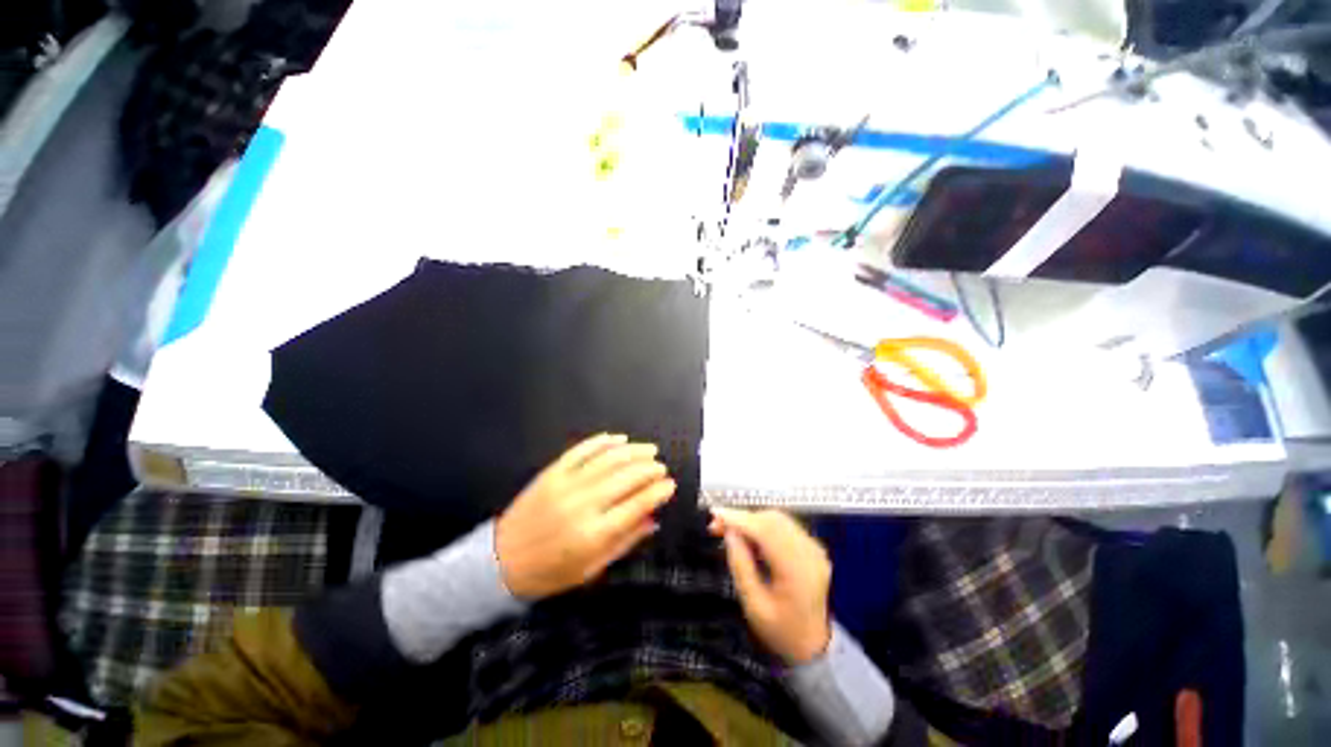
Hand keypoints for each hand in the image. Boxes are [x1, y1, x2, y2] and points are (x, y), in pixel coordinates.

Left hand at [496, 433, 675, 598]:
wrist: (500, 561)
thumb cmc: (550, 572)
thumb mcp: (591, 569)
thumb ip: (625, 542)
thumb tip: (653, 520)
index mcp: (593, 534)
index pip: (636, 505)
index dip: (657, 492)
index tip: (670, 485)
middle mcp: (582, 504)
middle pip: (626, 477)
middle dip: (650, 469)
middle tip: (662, 467)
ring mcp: (566, 484)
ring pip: (608, 459)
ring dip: (633, 451)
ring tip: (649, 450)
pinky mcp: (552, 472)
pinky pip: (582, 450)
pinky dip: (603, 441)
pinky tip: (619, 439)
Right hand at [710, 508, 831, 664]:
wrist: (816, 647)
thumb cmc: (782, 632)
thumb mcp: (754, 606)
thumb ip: (741, 567)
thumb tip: (729, 533)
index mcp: (797, 570)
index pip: (765, 531)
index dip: (739, 518)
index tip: (715, 514)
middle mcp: (809, 552)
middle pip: (772, 520)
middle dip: (742, 517)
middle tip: (716, 525)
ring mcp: (813, 548)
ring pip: (777, 519)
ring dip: (751, 519)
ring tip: (729, 529)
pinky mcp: (811, 547)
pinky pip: (783, 526)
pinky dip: (762, 525)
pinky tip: (748, 535)